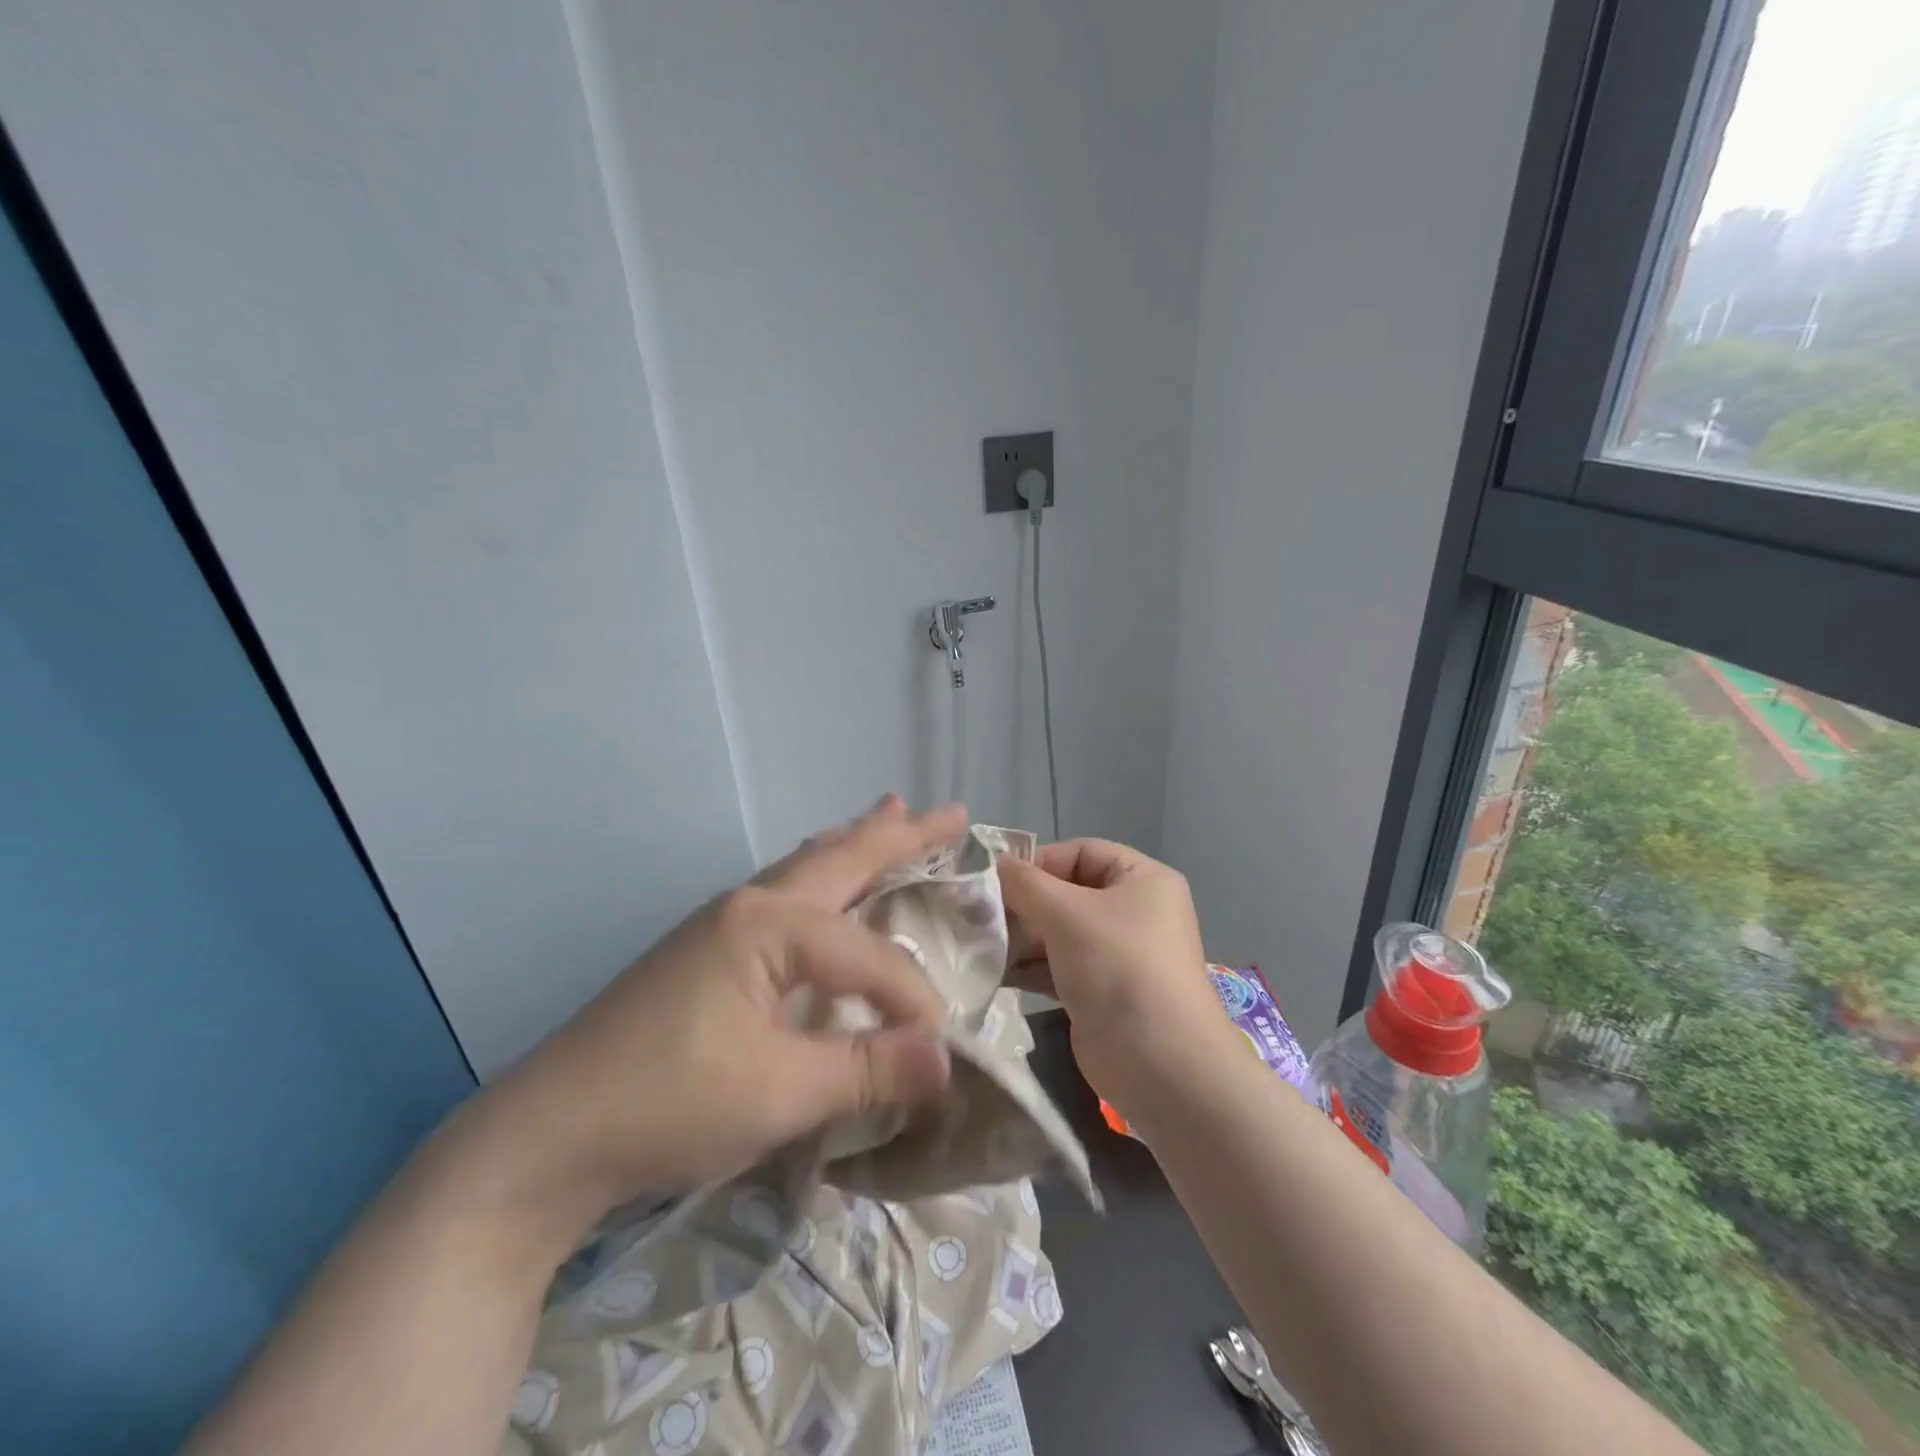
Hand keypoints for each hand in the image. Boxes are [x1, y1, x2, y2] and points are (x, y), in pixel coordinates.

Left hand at [476, 796, 962, 1237]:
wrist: (545, 1137)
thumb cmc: (667, 1105)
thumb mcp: (780, 1094)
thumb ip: (868, 1069)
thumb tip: (948, 1062)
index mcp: (768, 924)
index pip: (868, 955)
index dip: (911, 1001)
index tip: (936, 1053)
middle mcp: (749, 903)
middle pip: (840, 857)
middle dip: (901, 835)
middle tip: (951, 812)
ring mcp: (722, 921)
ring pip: (809, 865)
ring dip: (857, 841)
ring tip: (894, 813)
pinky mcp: (709, 947)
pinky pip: (787, 891)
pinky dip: (824, 872)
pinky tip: (827, 882)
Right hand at [998, 840, 1232, 1104]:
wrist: (1159, 1063)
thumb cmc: (1119, 967)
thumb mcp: (1067, 913)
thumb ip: (1025, 884)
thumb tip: (991, 864)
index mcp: (1142, 879)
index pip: (1081, 852)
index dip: (1038, 861)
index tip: (994, 878)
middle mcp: (1133, 912)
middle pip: (1067, 893)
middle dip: (1023, 903)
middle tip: (977, 913)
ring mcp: (1117, 955)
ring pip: (1059, 932)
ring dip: (1020, 937)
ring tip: (978, 942)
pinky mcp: (1100, 992)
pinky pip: (1058, 967)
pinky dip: (1028, 967)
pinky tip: (994, 971)